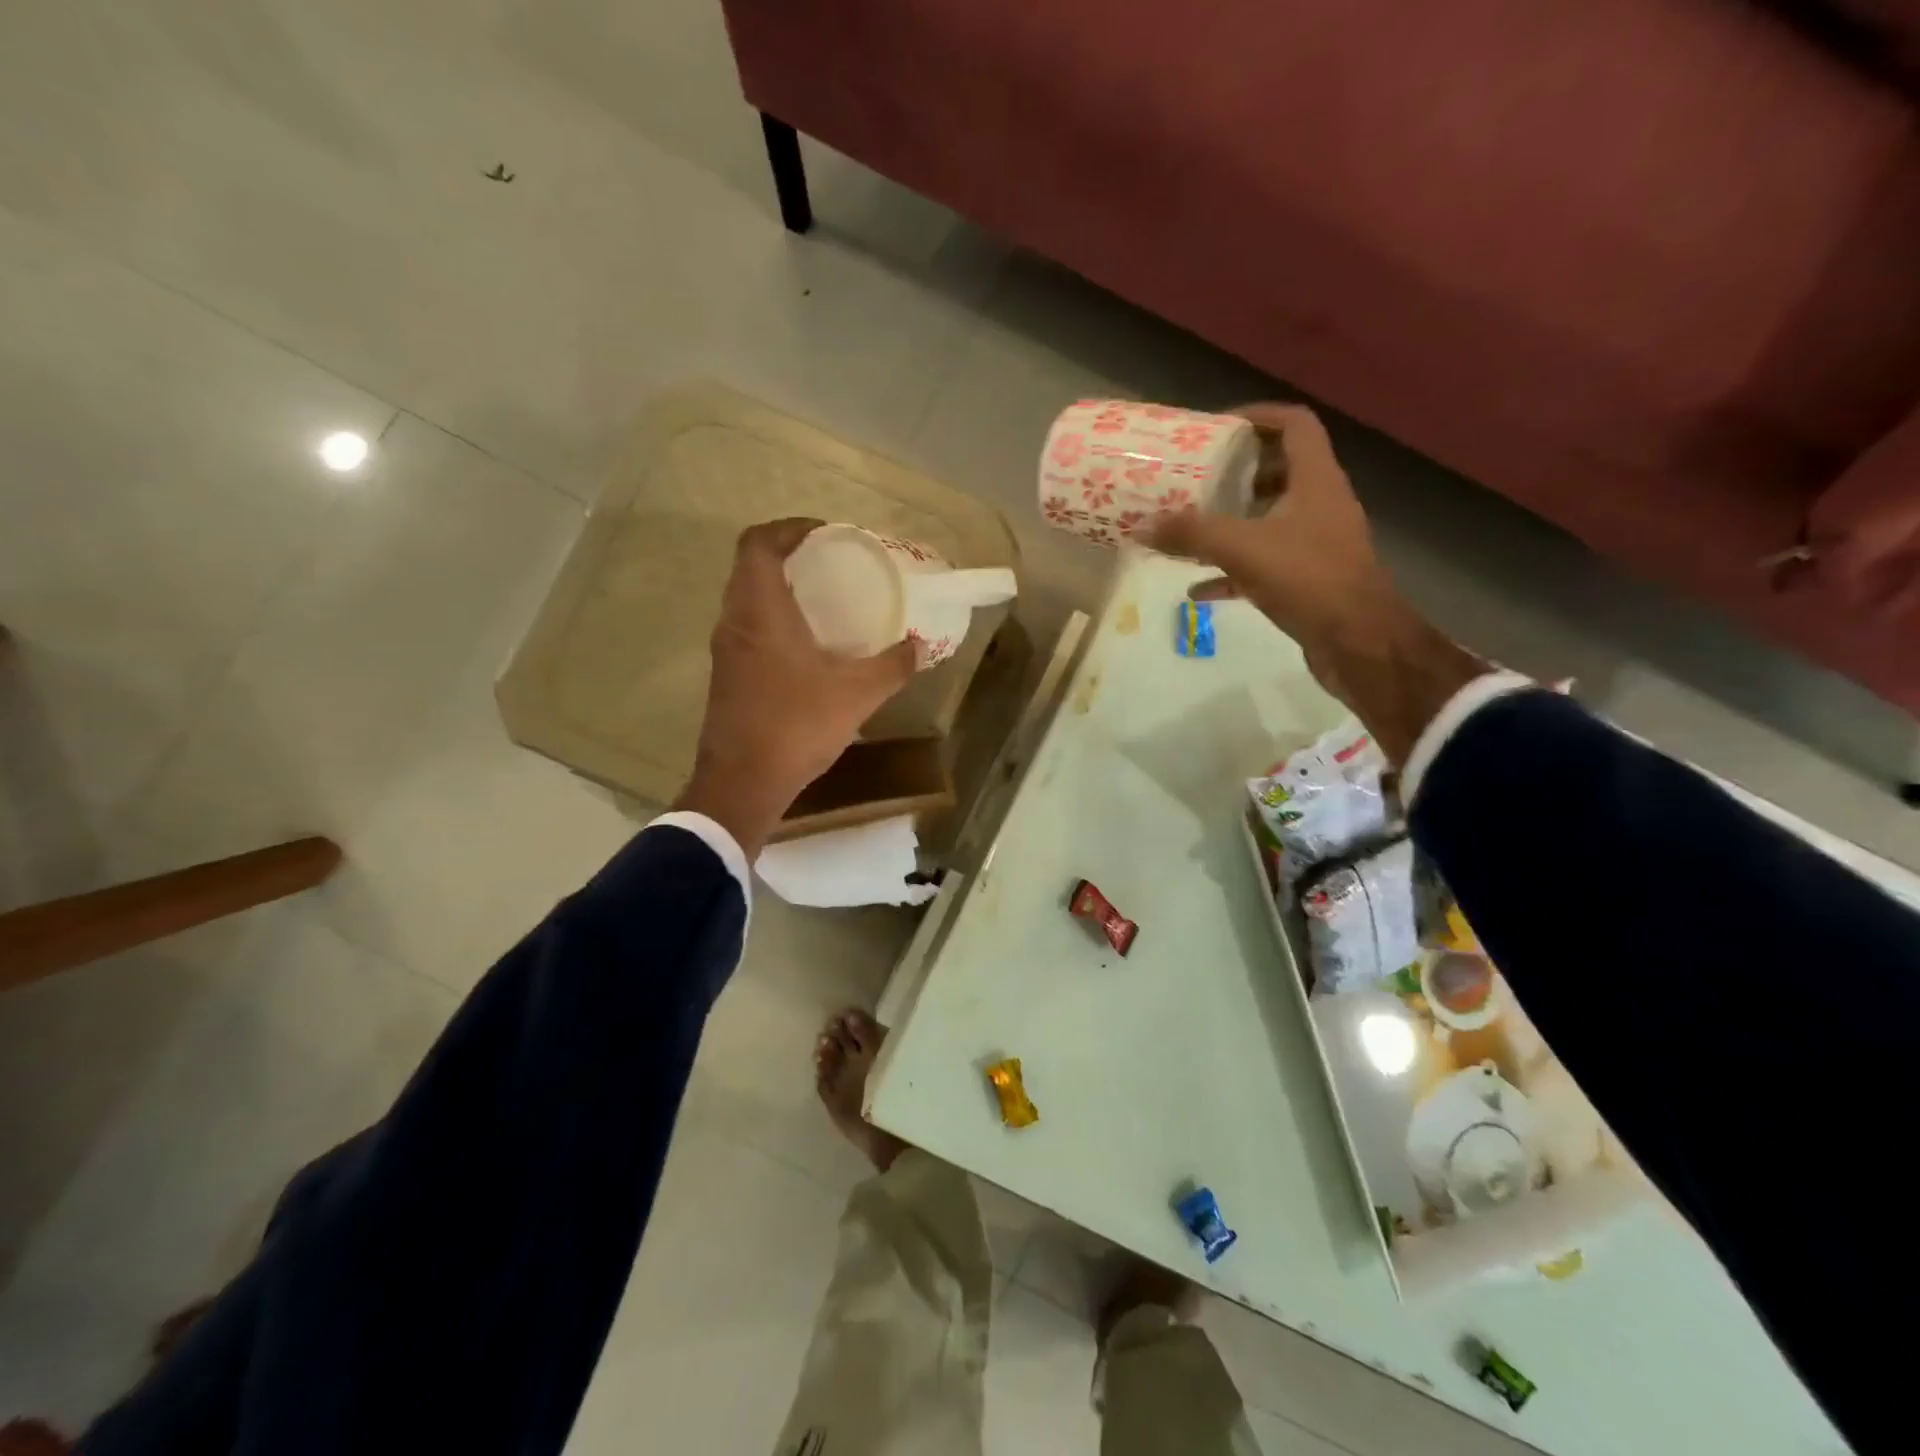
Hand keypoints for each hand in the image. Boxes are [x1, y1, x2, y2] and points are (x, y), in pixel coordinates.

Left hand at [675, 519, 916, 857]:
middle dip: (789, 557)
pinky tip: (809, 647)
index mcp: (760, 611)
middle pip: (751, 567)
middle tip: (832, 565)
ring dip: (780, 591)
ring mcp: (726, 651)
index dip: (788, 528)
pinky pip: (749, 629)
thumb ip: (893, 665)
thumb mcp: (857, 694)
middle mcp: (735, 621)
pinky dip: (775, 621)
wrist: (742, 784)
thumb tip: (921, 645)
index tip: (824, 534)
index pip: (758, 543)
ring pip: (748, 600)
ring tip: (825, 602)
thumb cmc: (796, 726)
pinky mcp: (727, 677)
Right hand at [1147, 404, 1485, 763]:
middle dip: (1237, 472)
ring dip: (1233, 520)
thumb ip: (1191, 534)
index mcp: (1315, 479)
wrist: (1358, 642)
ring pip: (1270, 518)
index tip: (1217, 426)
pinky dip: (1231, 570)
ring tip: (1192, 525)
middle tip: (1197, 477)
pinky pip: (1263, 564)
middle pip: (1280, 470)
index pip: (1294, 424)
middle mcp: (1320, 503)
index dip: (1257, 416)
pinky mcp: (1308, 579)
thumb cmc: (1308, 579)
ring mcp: (1316, 543)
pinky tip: (1197, 587)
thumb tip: (1142, 526)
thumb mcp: (1242, 549)